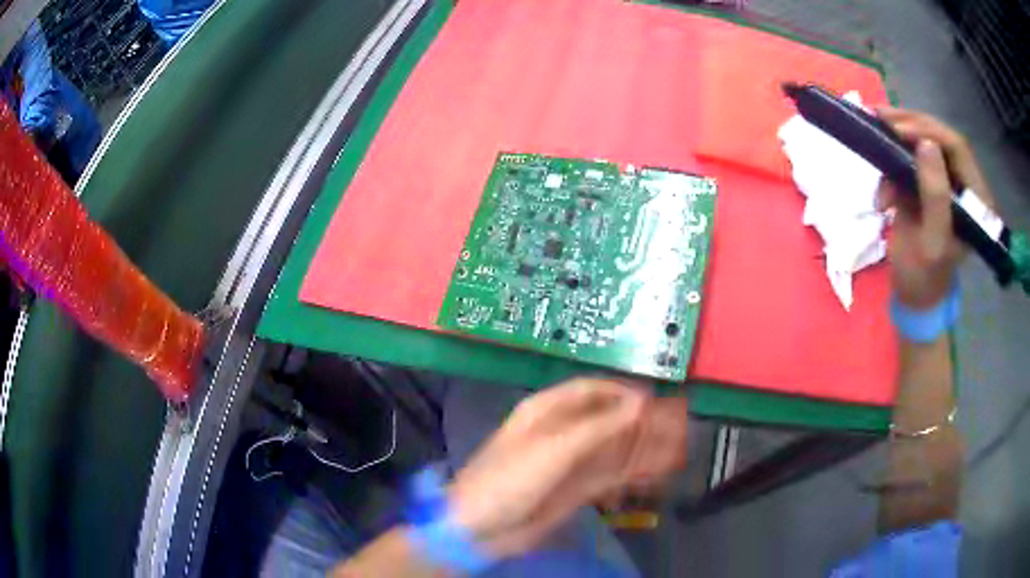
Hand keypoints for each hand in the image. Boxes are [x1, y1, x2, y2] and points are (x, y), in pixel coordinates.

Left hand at [447, 377, 687, 558]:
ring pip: (615, 449)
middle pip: (610, 420)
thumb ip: (601, 426)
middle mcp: (562, 432)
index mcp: (547, 411)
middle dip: (643, 423)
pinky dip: (634, 473)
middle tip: (679, 426)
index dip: (624, 392)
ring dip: (645, 449)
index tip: (656, 400)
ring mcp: (570, 463)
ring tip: (679, 450)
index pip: (592, 390)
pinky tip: (657, 473)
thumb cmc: (510, 478)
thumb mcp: (554, 448)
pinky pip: (611, 475)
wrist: (480, 528)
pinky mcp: (575, 489)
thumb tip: (642, 402)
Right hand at [875, 107, 994, 308]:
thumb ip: (935, 196)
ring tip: (874, 140)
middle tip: (880, 117)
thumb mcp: (932, 242)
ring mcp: (945, 181)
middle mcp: (964, 184)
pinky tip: (882, 191)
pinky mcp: (928, 182)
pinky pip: (909, 158)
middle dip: (910, 126)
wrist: (912, 293)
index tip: (899, 130)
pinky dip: (891, 166)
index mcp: (975, 200)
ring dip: (896, 144)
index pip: (957, 147)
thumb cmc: (925, 277)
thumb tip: (926, 144)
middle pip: (939, 138)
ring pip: (922, 142)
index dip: (930, 131)